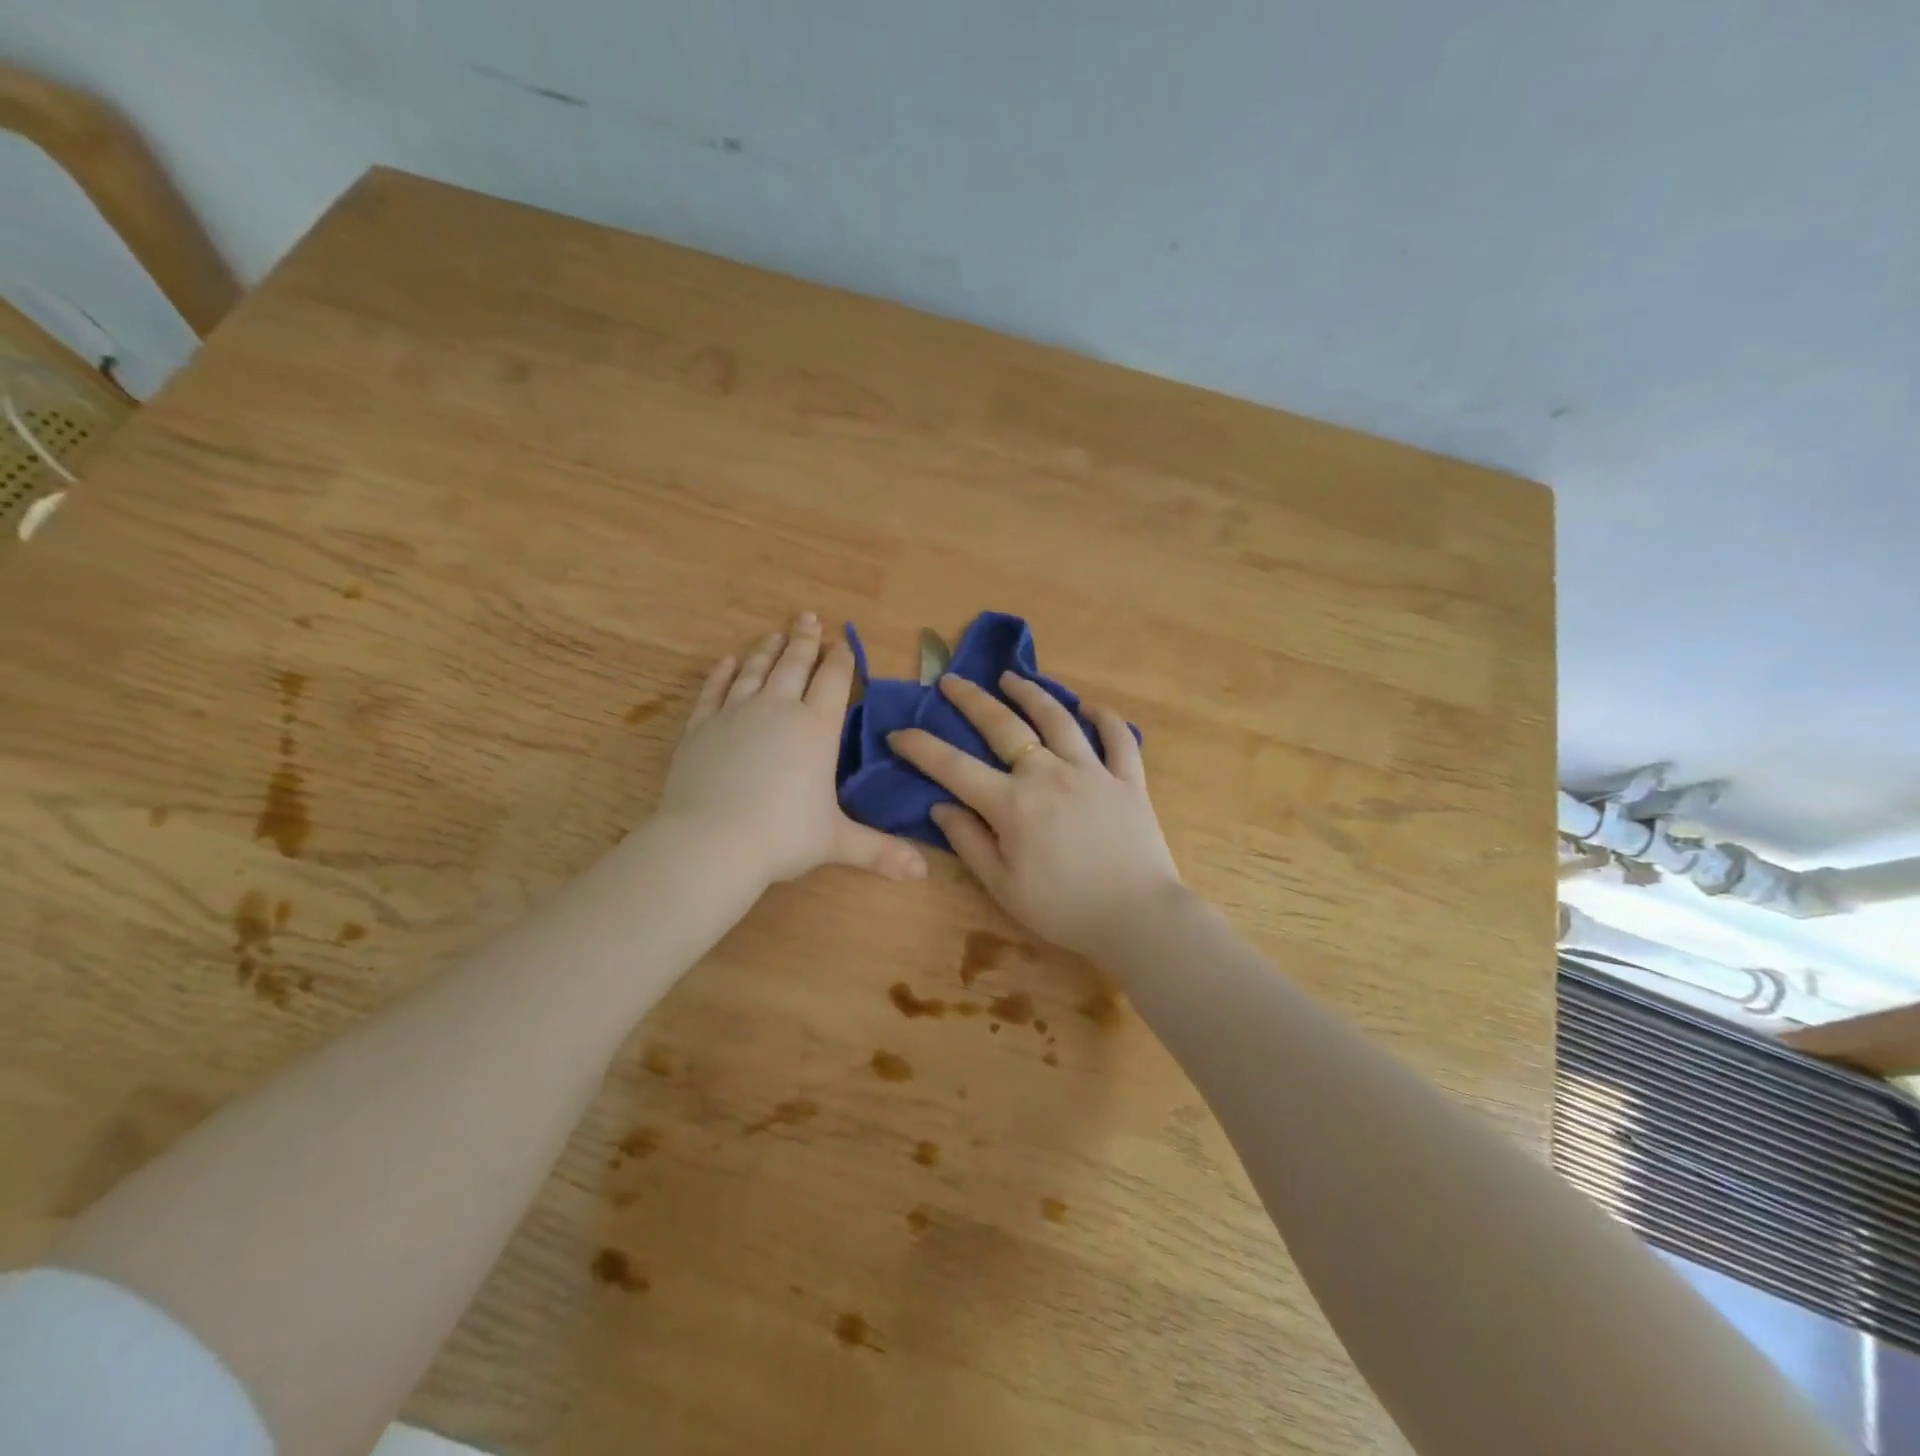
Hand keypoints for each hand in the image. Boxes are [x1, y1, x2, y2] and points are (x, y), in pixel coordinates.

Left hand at [659, 613, 928, 887]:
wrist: (710, 842)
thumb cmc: (782, 837)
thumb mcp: (836, 842)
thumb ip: (880, 851)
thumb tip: (923, 873)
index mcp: (816, 728)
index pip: (833, 680)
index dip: (840, 658)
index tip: (842, 641)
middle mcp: (777, 709)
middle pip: (794, 664)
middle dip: (804, 638)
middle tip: (808, 617)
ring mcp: (734, 713)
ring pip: (754, 670)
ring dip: (767, 648)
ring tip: (775, 633)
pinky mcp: (701, 727)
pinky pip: (714, 690)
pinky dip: (722, 673)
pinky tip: (727, 662)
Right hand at [889, 672, 1180, 956]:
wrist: (1138, 918)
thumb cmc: (1063, 910)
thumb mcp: (1003, 887)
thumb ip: (969, 842)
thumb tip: (940, 806)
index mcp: (1012, 804)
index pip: (954, 767)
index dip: (921, 747)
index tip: (898, 733)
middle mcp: (1048, 774)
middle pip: (1002, 725)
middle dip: (970, 699)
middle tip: (951, 680)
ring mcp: (1092, 771)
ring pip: (1057, 718)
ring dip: (1031, 693)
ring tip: (1011, 677)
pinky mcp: (1128, 779)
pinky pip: (1118, 738)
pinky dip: (1105, 718)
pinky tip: (1089, 707)